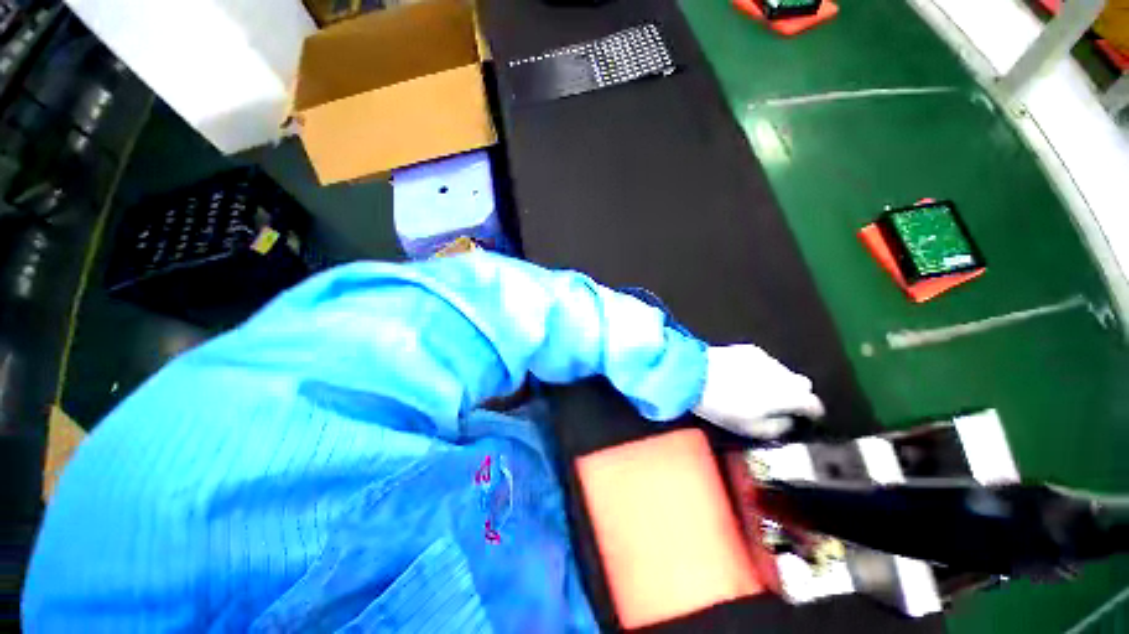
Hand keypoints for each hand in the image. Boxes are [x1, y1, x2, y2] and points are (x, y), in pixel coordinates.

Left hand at [692, 344, 824, 438]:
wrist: (694, 374)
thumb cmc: (723, 406)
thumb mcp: (752, 429)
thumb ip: (779, 428)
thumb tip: (789, 422)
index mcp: (790, 395)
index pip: (814, 405)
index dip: (811, 415)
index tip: (803, 420)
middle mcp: (783, 373)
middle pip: (801, 385)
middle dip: (795, 395)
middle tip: (778, 406)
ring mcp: (765, 357)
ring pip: (782, 371)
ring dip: (777, 381)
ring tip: (756, 390)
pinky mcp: (747, 348)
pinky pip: (763, 361)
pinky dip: (760, 370)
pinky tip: (742, 375)